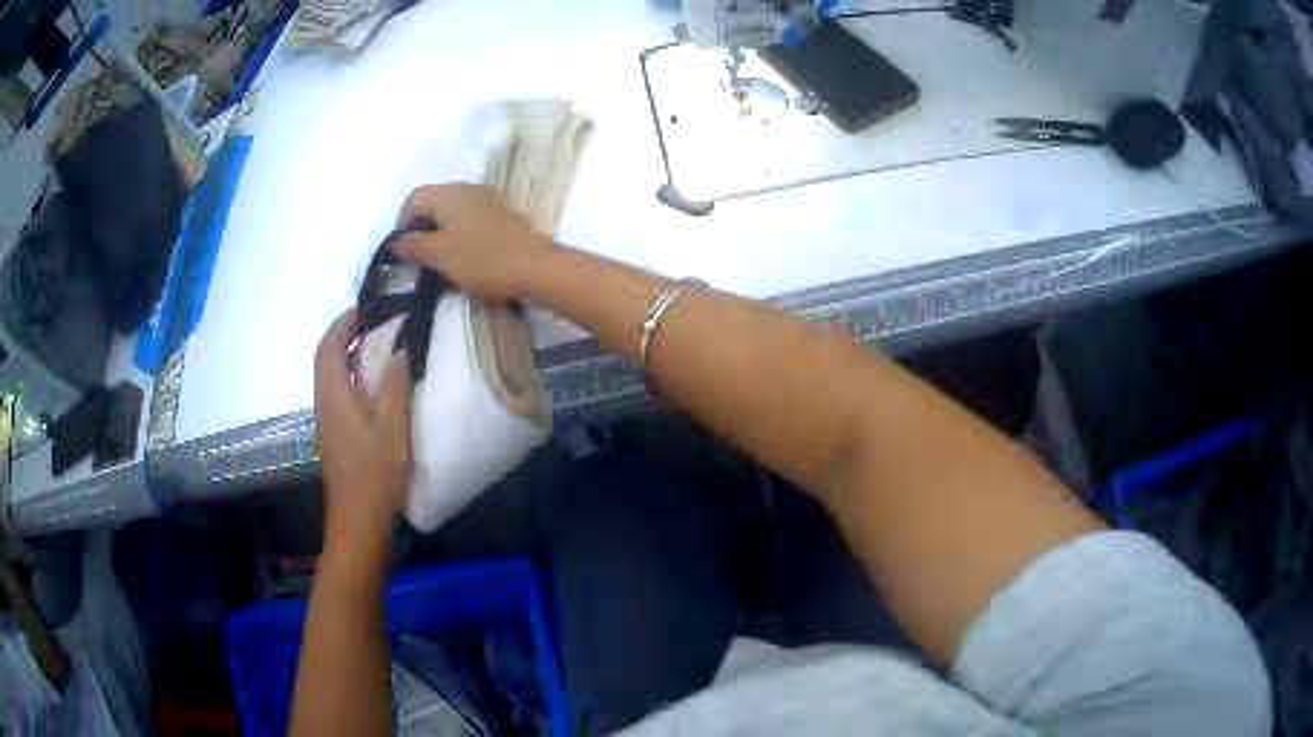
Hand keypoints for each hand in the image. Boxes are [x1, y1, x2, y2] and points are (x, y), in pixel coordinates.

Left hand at [314, 309, 411, 561]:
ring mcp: (326, 423)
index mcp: (335, 396)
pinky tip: (371, 388)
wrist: (359, 520)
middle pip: (325, 360)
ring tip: (375, 350)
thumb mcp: (394, 427)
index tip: (365, 310)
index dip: (343, 324)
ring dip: (346, 358)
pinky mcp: (333, 437)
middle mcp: (324, 404)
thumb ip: (396, 385)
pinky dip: (349, 378)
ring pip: (329, 378)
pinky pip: (336, 394)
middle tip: (372, 326)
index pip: (330, 348)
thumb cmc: (376, 473)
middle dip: (343, 337)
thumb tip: (401, 350)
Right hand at [393, 184, 552, 300]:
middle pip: (434, 202)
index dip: (402, 222)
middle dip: (422, 227)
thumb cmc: (480, 259)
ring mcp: (489, 200)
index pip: (413, 198)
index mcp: (448, 193)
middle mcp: (467, 189)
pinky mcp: (504, 215)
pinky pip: (472, 220)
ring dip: (442, 232)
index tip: (401, 249)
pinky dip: (462, 235)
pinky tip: (465, 258)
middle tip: (419, 256)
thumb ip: (413, 245)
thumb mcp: (438, 255)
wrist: (535, 267)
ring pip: (454, 212)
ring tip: (440, 260)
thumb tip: (396, 241)